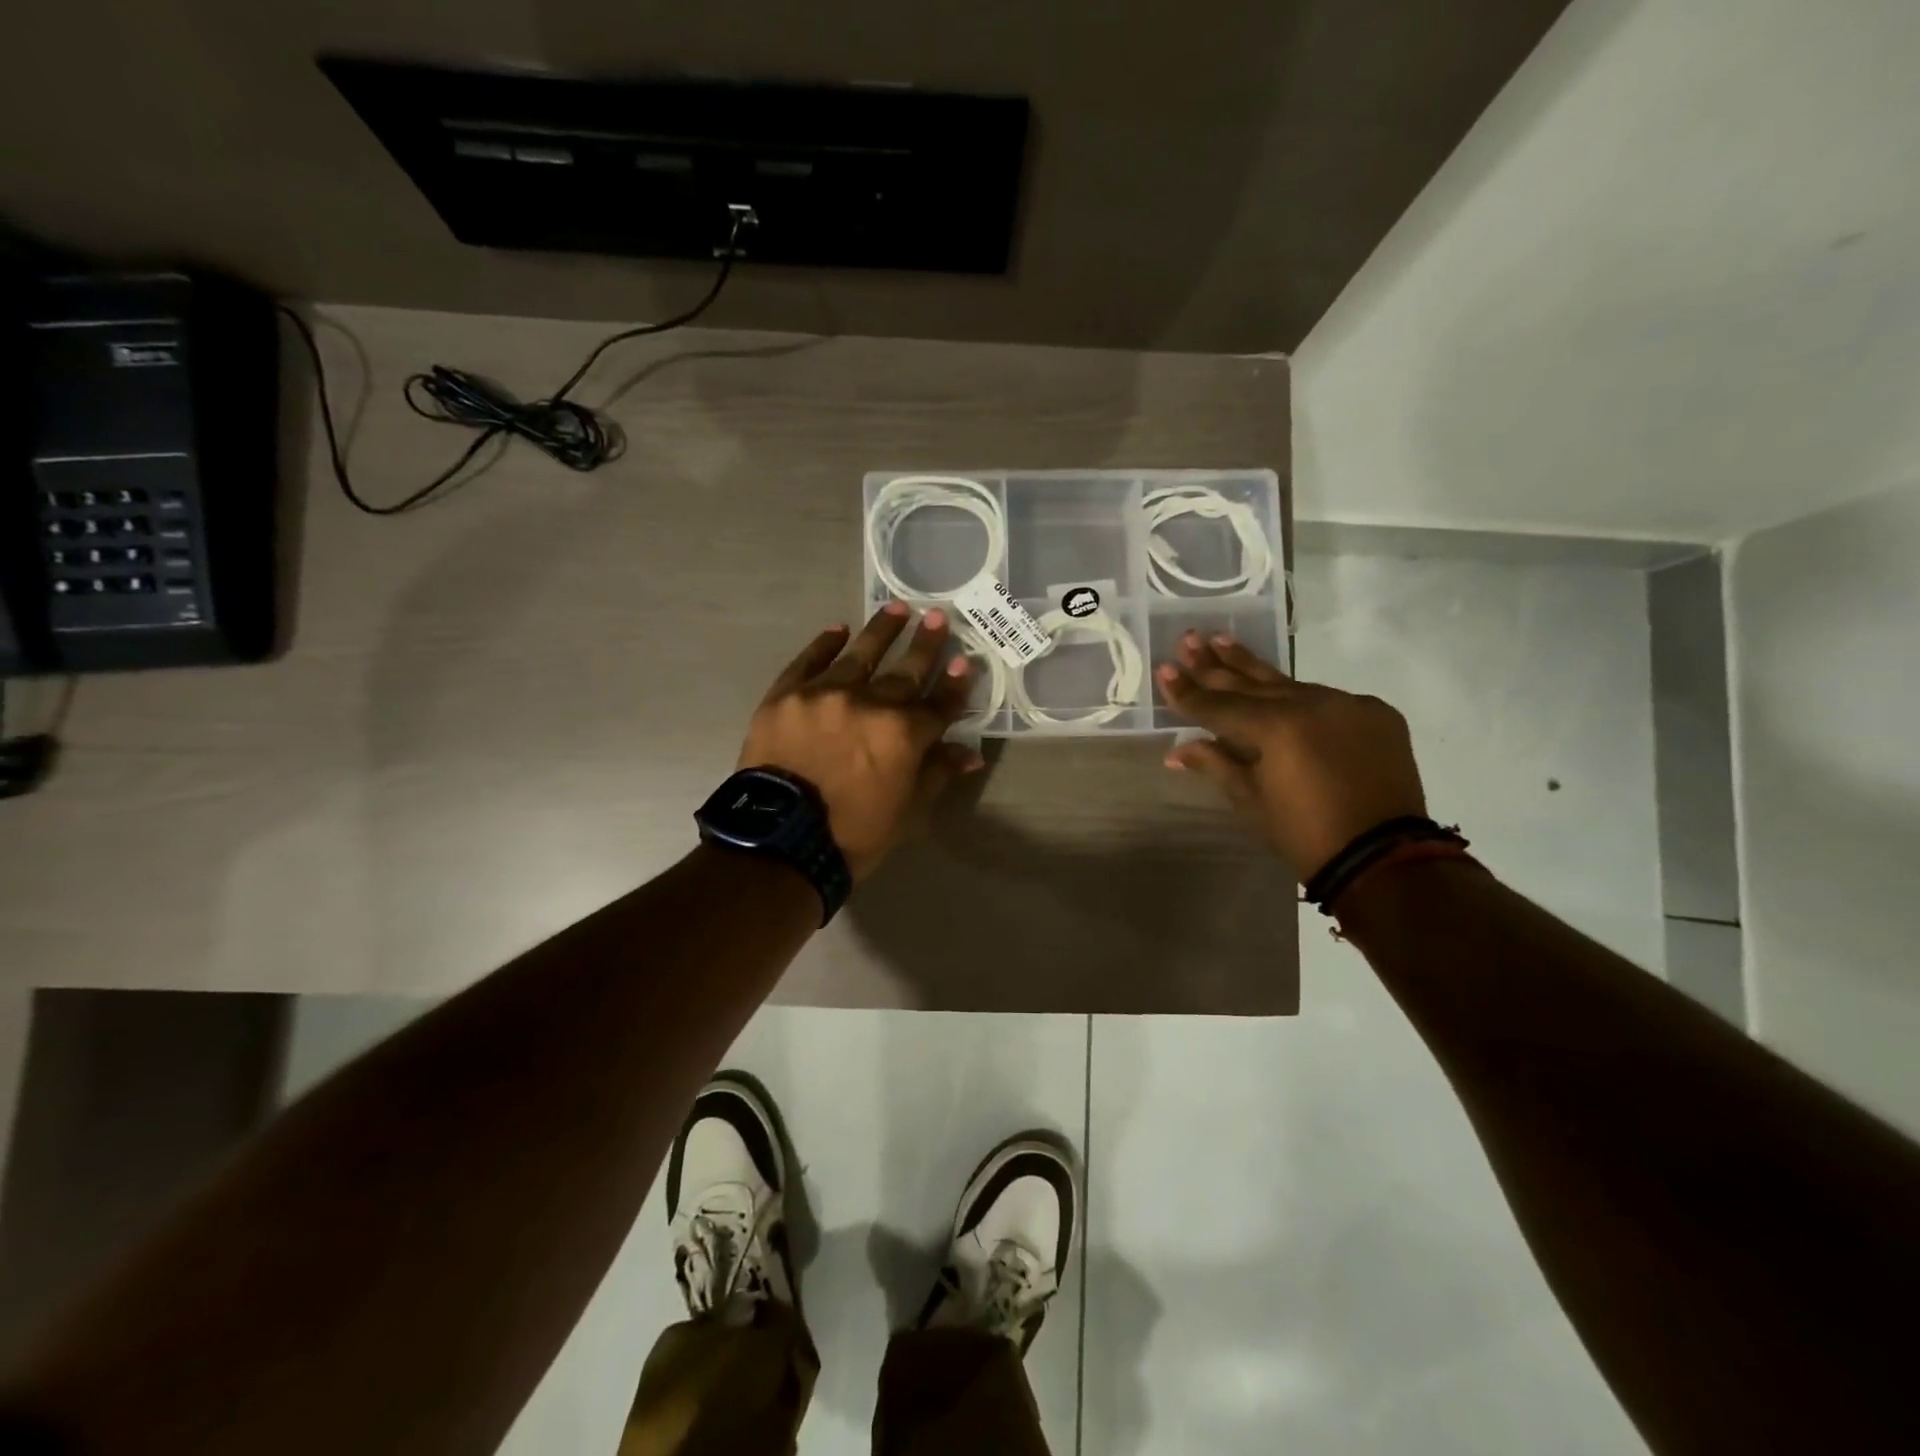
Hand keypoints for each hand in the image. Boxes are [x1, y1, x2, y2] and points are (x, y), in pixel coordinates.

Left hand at [739, 602, 982, 880]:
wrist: (778, 842)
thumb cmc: (852, 834)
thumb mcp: (906, 811)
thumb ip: (936, 773)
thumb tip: (970, 753)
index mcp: (903, 735)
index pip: (939, 704)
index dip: (955, 685)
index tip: (966, 661)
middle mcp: (869, 703)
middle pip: (906, 671)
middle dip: (926, 644)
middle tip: (938, 617)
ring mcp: (824, 694)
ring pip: (860, 655)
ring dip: (882, 631)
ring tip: (897, 608)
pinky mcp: (786, 695)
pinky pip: (809, 661)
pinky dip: (824, 644)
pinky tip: (838, 629)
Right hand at [1156, 631, 1426, 882]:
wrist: (1385, 857)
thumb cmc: (1304, 833)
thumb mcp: (1251, 800)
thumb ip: (1216, 764)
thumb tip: (1176, 751)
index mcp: (1276, 727)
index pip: (1220, 705)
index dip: (1188, 691)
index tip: (1164, 668)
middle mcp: (1311, 703)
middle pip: (1251, 683)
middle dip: (1215, 664)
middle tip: (1190, 639)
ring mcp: (1347, 704)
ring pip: (1288, 684)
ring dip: (1252, 668)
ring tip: (1223, 640)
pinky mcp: (1375, 713)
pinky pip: (1326, 699)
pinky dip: (1299, 697)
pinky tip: (1279, 688)